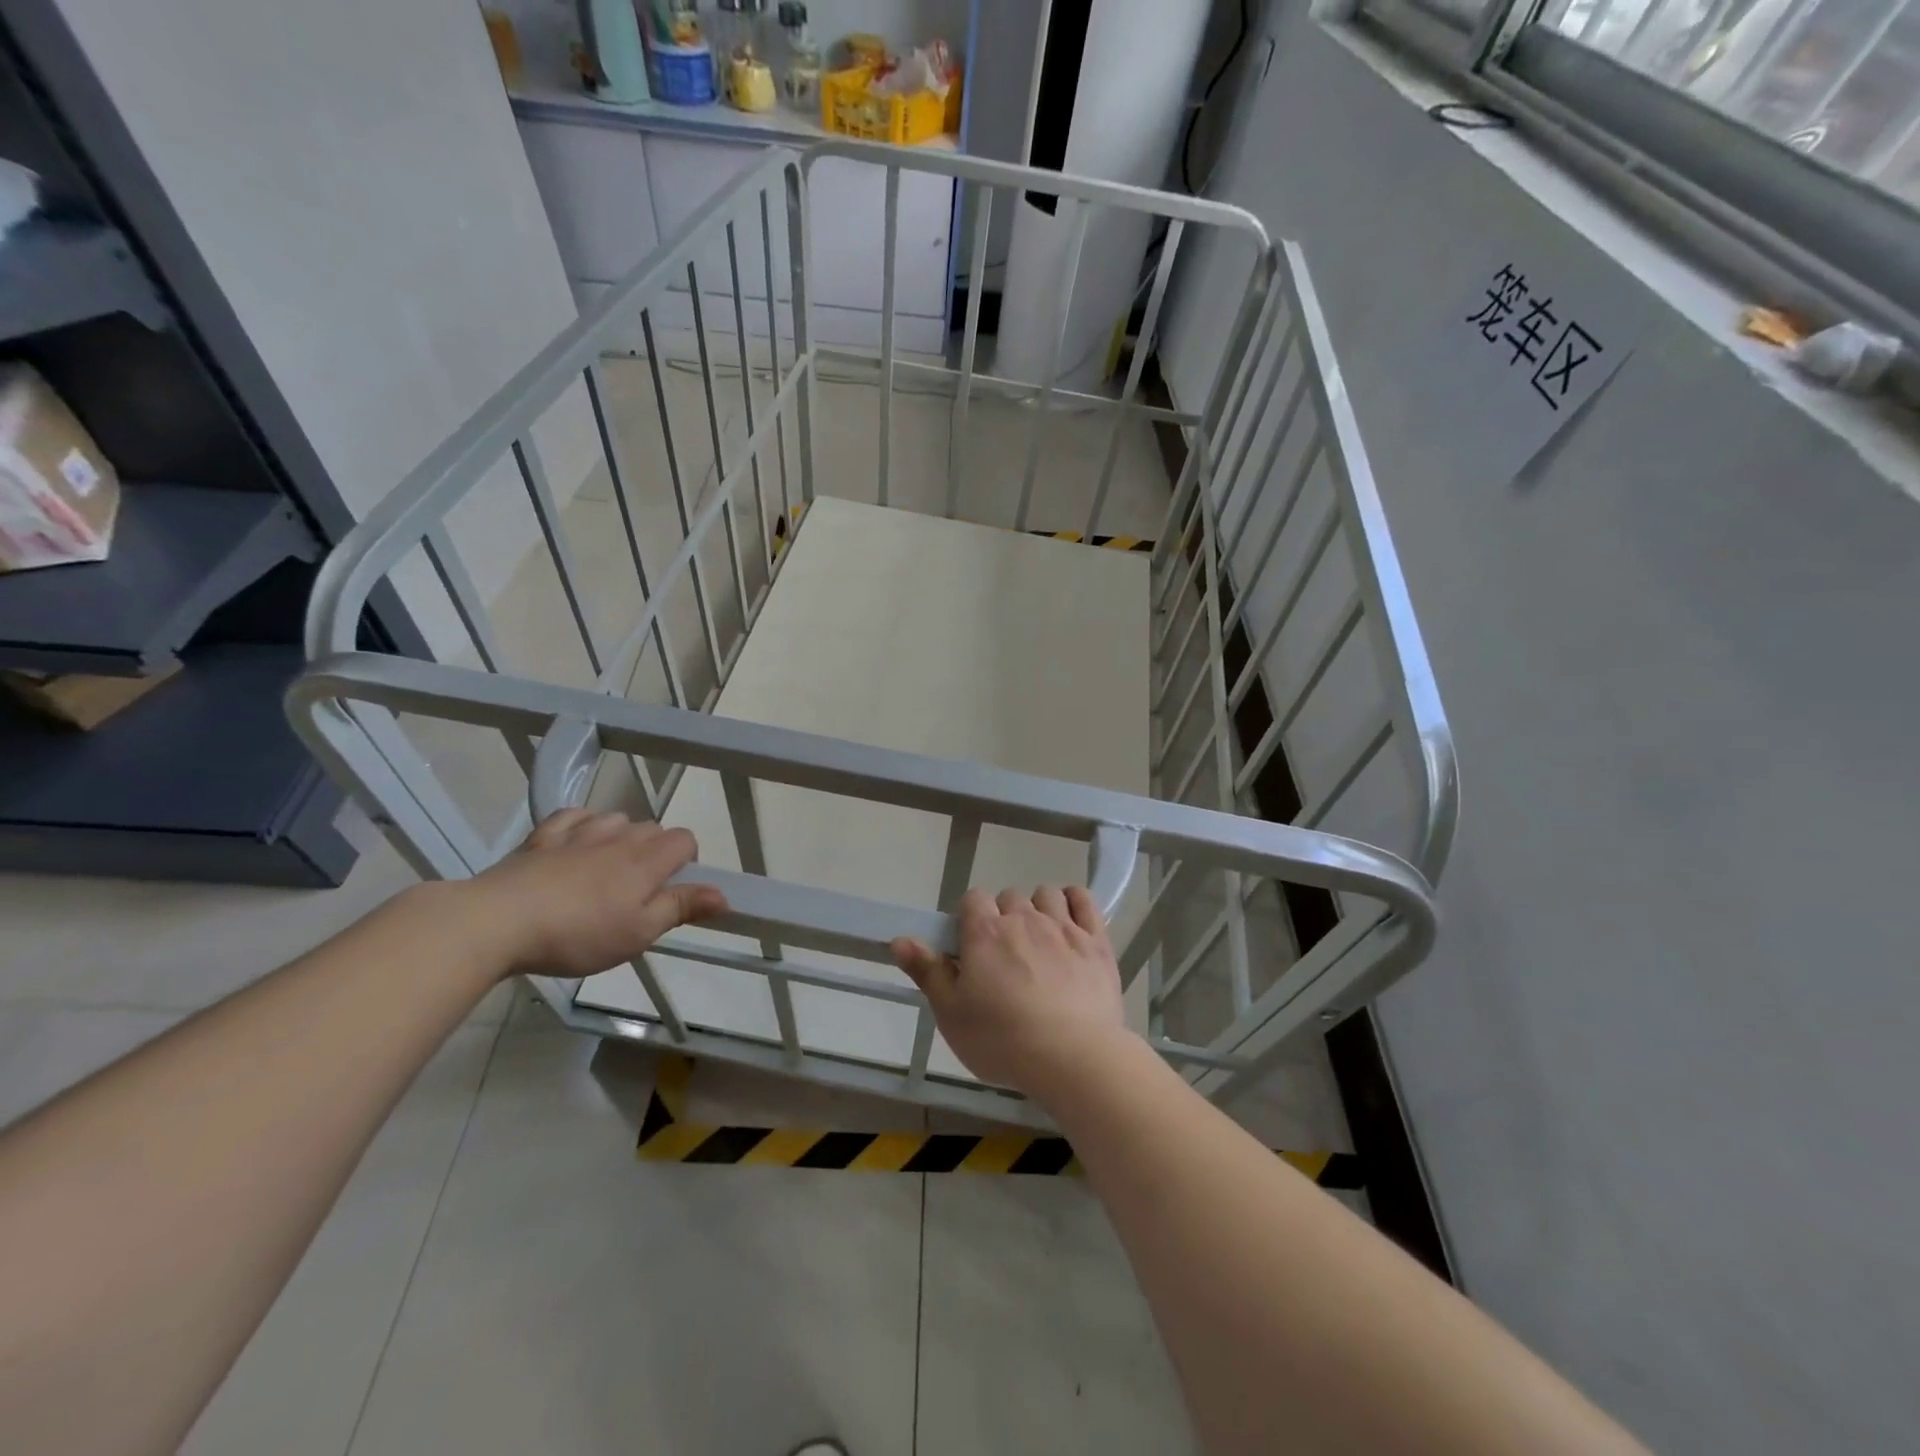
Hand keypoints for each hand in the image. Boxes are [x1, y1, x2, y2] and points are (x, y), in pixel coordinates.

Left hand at [463, 810, 726, 978]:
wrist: (497, 922)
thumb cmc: (578, 934)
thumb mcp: (638, 933)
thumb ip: (681, 908)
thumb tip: (723, 894)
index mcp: (646, 861)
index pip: (685, 839)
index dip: (686, 860)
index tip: (671, 889)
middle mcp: (618, 838)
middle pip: (652, 828)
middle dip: (654, 851)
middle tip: (637, 891)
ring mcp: (578, 833)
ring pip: (615, 819)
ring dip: (620, 836)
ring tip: (606, 868)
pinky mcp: (542, 837)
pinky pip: (573, 816)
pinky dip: (582, 824)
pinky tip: (575, 844)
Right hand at [891, 886, 1133, 1103]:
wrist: (1073, 1057)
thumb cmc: (1002, 1040)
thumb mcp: (952, 1014)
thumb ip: (927, 972)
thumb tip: (899, 939)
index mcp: (985, 932)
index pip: (972, 899)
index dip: (969, 920)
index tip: (971, 949)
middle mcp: (1023, 919)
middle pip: (1008, 897)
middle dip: (1003, 918)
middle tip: (1004, 956)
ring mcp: (1063, 926)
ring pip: (1045, 895)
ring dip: (1037, 909)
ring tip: (1038, 943)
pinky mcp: (1096, 941)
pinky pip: (1084, 900)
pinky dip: (1074, 901)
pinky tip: (1069, 920)